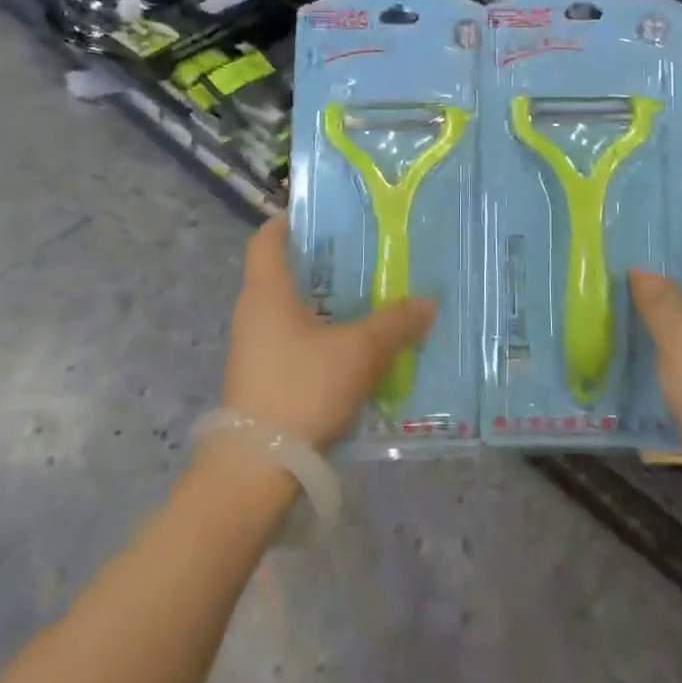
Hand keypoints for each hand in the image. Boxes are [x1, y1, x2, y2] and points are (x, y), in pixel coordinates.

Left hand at [221, 216, 435, 450]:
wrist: (257, 467)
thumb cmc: (302, 388)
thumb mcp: (359, 351)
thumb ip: (395, 324)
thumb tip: (428, 303)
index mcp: (267, 292)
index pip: (267, 238)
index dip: (290, 220)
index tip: (323, 215)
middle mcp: (253, 313)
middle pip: (283, 273)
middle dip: (321, 263)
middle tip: (362, 255)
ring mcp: (253, 348)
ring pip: (290, 310)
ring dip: (323, 303)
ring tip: (366, 300)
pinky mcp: (260, 378)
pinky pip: (292, 341)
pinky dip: (319, 335)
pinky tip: (352, 348)